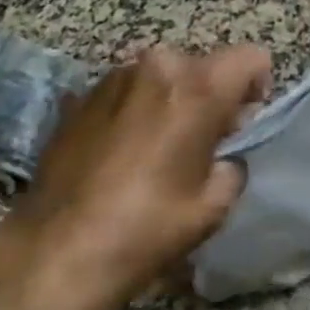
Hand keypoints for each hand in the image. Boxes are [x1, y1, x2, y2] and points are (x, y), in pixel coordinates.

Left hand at [0, 45, 270, 309]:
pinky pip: (127, 91)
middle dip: (210, 97)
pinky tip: (119, 154)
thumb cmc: (144, 229)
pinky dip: (134, 111)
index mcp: (198, 86)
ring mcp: (114, 76)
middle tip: (199, 144)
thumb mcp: (213, 206)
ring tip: (154, 150)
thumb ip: (233, 163)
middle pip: (205, 66)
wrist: (53, 252)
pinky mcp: (81, 95)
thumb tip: (224, 153)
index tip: (241, 125)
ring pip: (163, 77)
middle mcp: (158, 65)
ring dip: (169, 102)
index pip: (252, 57)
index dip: (257, 88)